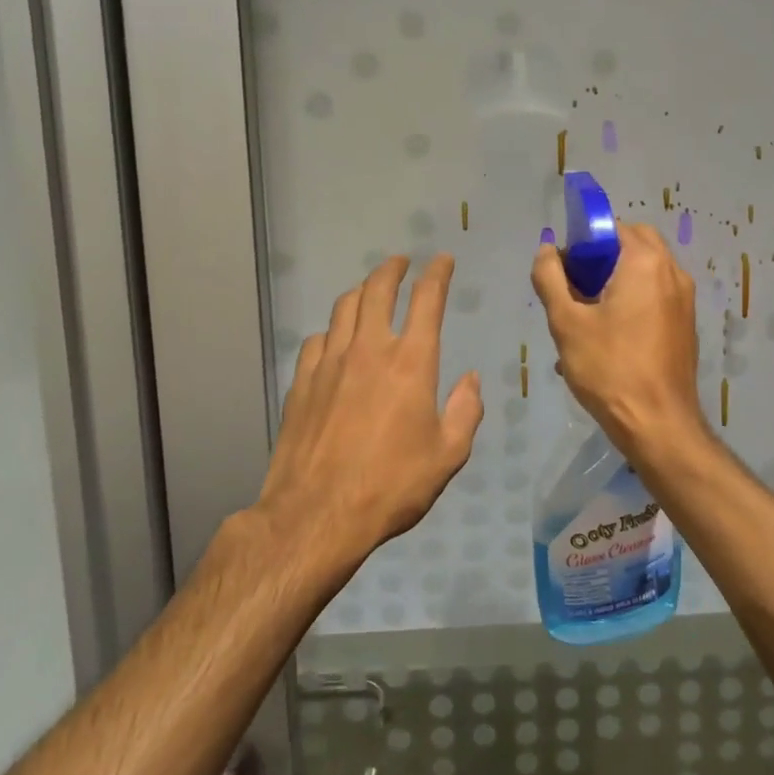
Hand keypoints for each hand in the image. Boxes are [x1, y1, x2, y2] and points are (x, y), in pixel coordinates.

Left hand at [256, 255, 482, 561]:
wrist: (317, 514)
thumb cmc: (392, 486)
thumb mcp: (448, 456)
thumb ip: (465, 411)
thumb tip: (471, 380)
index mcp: (412, 363)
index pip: (427, 300)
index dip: (437, 274)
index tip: (442, 260)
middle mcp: (370, 350)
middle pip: (377, 290)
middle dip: (392, 269)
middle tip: (401, 261)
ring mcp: (330, 363)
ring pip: (344, 308)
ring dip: (362, 292)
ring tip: (370, 291)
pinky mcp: (302, 382)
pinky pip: (317, 339)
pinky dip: (333, 330)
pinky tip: (335, 340)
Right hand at [532, 223, 709, 459]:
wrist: (658, 424)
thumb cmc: (610, 369)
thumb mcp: (566, 322)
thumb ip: (550, 278)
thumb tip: (548, 250)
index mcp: (647, 263)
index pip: (613, 228)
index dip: (583, 243)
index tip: (564, 272)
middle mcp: (673, 272)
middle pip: (633, 246)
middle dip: (601, 261)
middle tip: (575, 291)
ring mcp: (684, 300)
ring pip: (644, 274)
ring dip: (614, 284)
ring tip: (586, 319)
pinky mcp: (685, 325)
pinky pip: (654, 298)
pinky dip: (631, 303)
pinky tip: (607, 339)